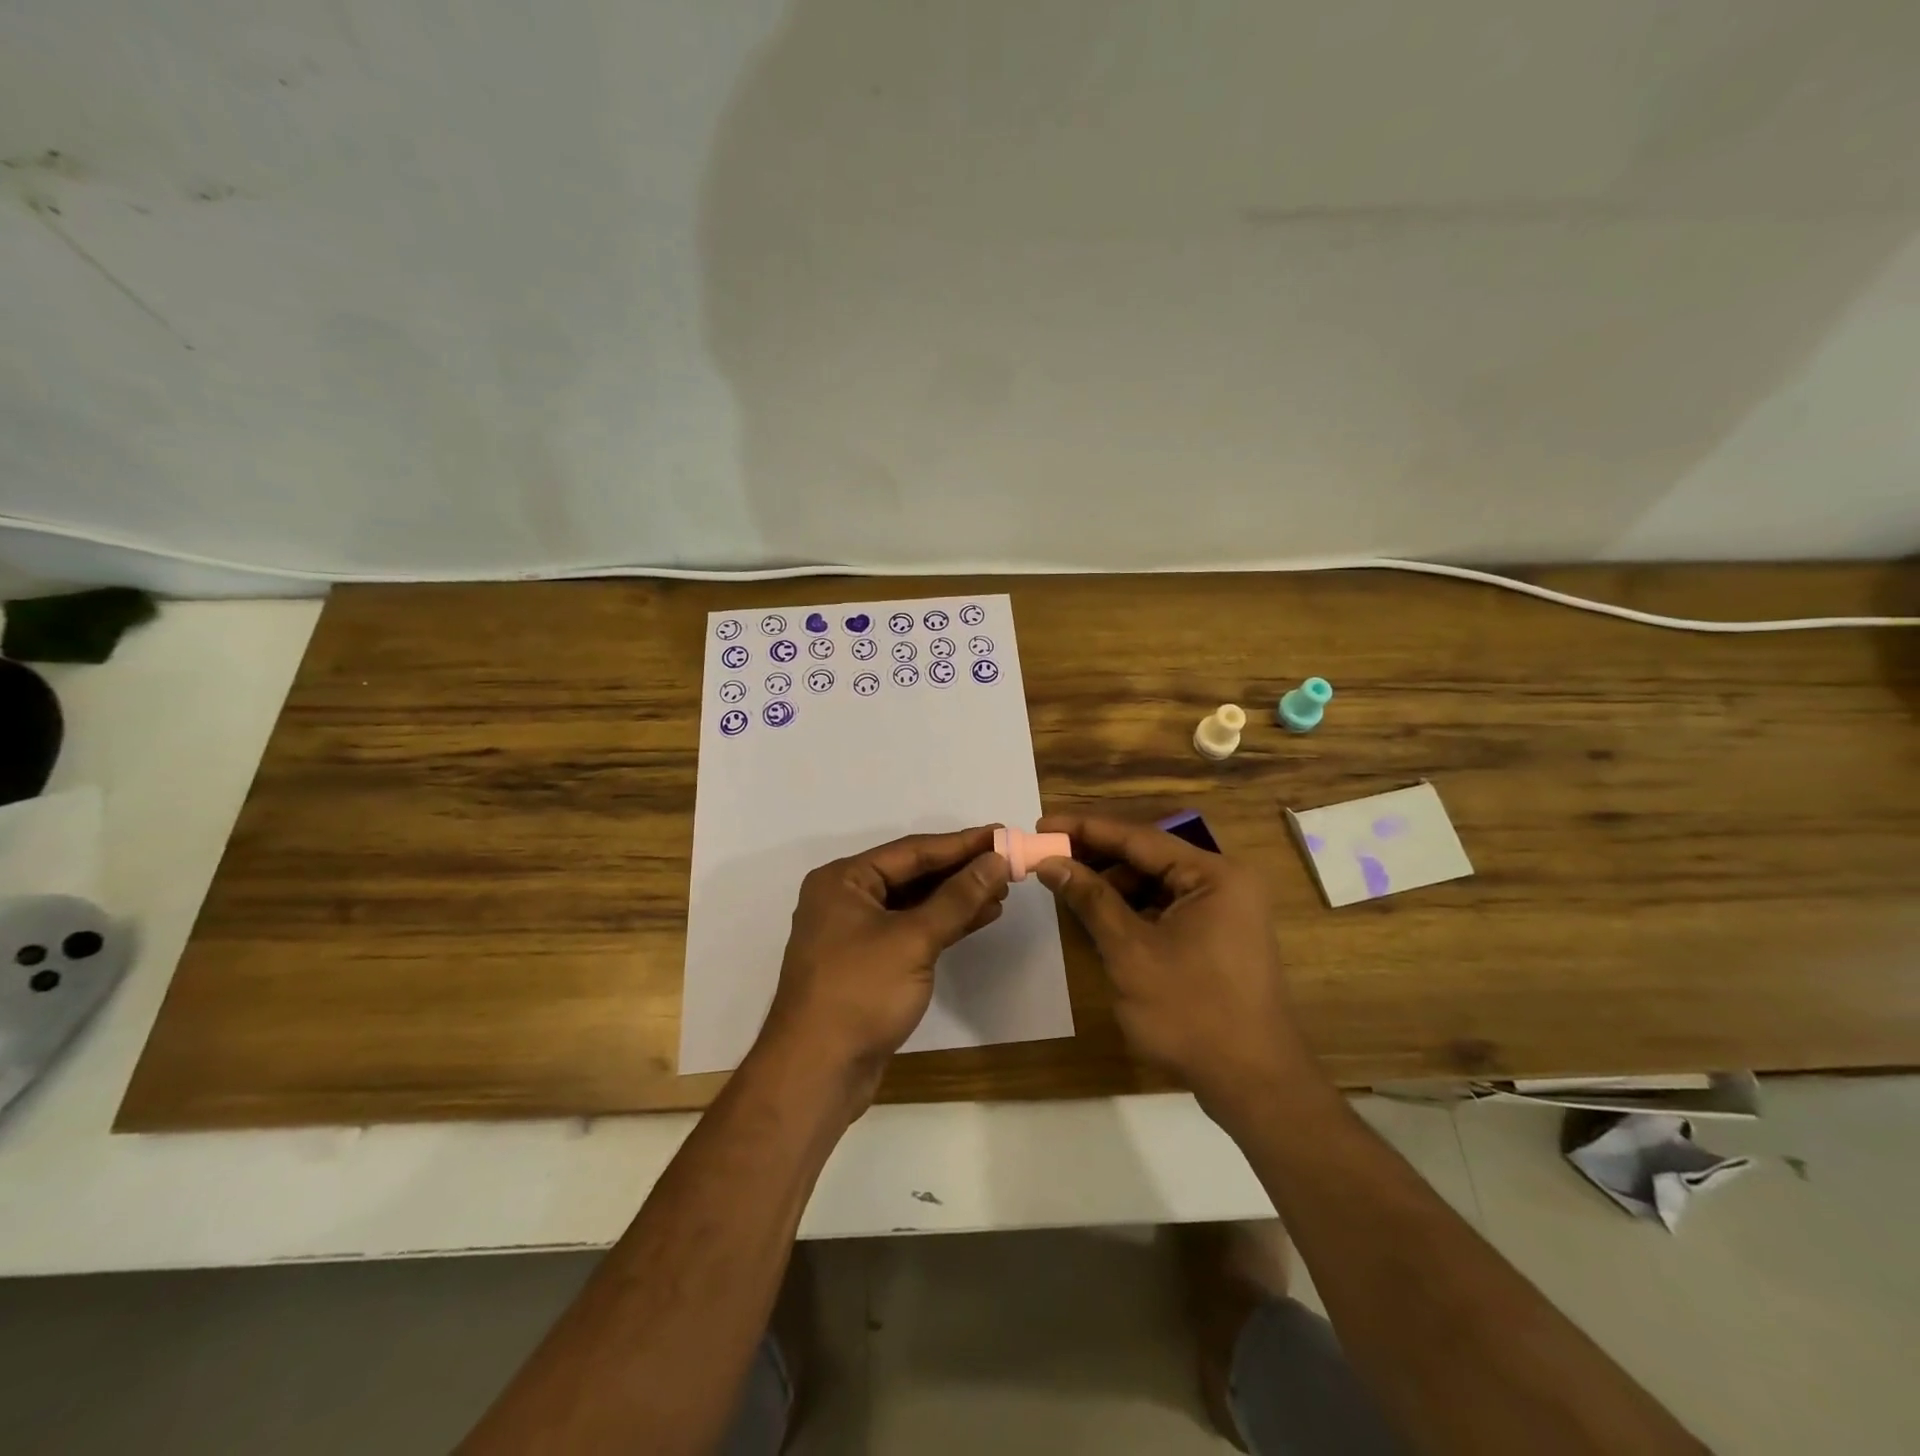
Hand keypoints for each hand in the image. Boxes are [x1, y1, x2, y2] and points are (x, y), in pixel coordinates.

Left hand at [760, 827, 1009, 1090]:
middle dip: (960, 870)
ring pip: (915, 904)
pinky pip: (912, 930)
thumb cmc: (859, 993)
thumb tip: (996, 861)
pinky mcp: (869, 964)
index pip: (912, 851)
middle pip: (912, 874)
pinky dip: (944, 924)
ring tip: (1002, 890)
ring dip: (957, 898)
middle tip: (1007, 863)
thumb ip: (957, 898)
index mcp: (844, 880)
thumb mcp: (913, 940)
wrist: (817, 1073)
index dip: (961, 843)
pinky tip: (980, 918)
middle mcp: (846, 898)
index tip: (1002, 834)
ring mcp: (856, 933)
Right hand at [1033, 814, 1313, 1116]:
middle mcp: (1224, 881)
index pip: (1138, 837)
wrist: (1254, 1084)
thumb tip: (1050, 863)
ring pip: (1156, 883)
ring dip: (1112, 885)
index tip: (1041, 824)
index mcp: (1213, 874)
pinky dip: (1133, 910)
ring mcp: (1226, 910)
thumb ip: (1090, 900)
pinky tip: (1100, 918)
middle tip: (1048, 858)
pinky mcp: (1219, 936)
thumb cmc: (1191, 1012)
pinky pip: (1168, 908)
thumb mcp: (1130, 952)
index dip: (1085, 829)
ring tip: (1068, 889)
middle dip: (1097, 858)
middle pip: (1148, 856)